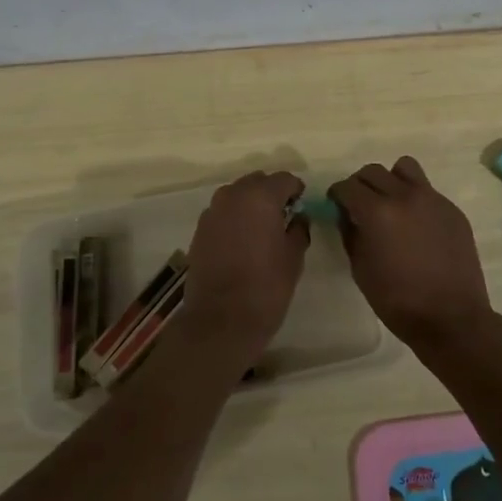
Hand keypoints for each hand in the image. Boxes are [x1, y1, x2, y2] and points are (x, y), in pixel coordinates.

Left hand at [178, 171, 307, 371]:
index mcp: (260, 197)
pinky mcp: (199, 230)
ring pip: (237, 195)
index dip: (296, 190)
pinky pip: (222, 212)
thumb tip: (298, 217)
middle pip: (257, 182)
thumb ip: (298, 229)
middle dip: (271, 193)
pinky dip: (234, 218)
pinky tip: (242, 241)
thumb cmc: (266, 288)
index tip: (302, 206)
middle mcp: (233, 196)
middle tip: (283, 216)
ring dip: (250, 204)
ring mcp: (212, 212)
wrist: (220, 321)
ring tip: (262, 229)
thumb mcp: (293, 258)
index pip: (284, 179)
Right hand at [330, 157, 495, 355]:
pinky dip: (415, 198)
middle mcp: (405, 196)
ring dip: (391, 180)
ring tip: (391, 203)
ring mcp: (433, 199)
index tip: (336, 204)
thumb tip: (346, 214)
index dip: (337, 194)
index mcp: (378, 212)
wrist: (452, 318)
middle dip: (360, 185)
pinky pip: (427, 190)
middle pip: (374, 171)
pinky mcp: (452, 209)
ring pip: (405, 168)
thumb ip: (350, 233)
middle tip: (359, 204)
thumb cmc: (398, 301)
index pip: (348, 186)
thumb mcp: (360, 269)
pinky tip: (417, 225)